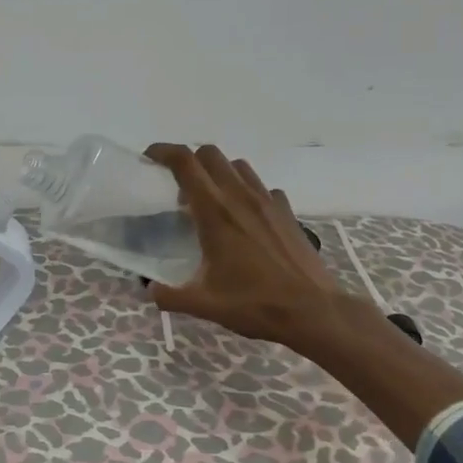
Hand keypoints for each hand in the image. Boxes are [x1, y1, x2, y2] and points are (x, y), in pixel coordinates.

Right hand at [144, 143, 370, 354]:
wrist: (313, 311)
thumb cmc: (255, 304)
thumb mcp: (204, 305)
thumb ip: (169, 296)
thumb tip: (150, 291)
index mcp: (215, 212)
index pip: (185, 163)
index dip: (163, 152)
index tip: (149, 158)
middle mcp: (240, 197)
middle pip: (210, 154)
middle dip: (189, 161)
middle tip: (178, 188)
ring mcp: (268, 201)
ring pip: (237, 166)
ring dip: (218, 173)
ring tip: (210, 200)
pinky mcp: (287, 212)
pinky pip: (262, 187)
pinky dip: (247, 191)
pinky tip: (244, 217)